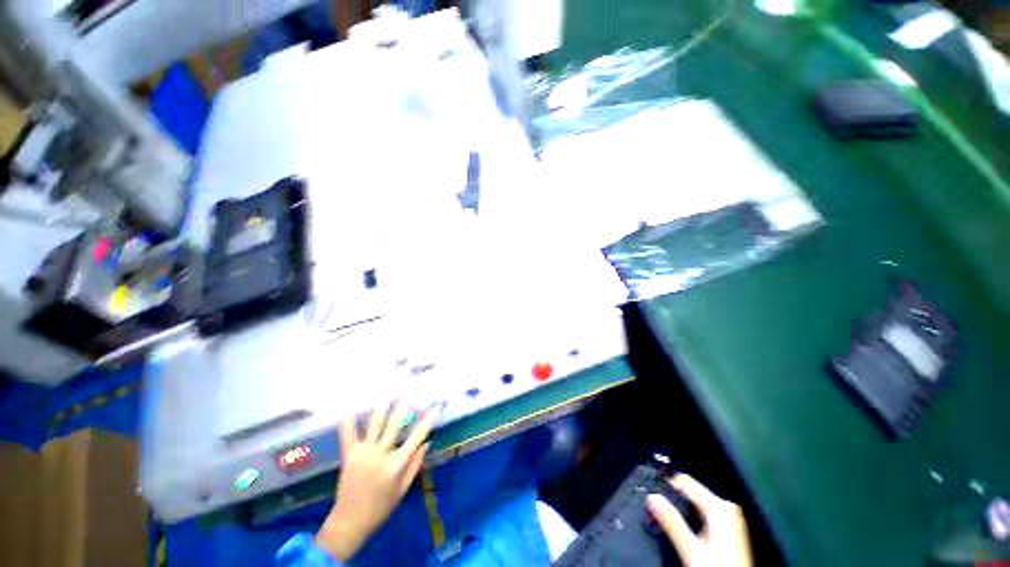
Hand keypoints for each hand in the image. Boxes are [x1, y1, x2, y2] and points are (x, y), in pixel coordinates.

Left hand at [315, 403, 441, 560]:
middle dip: (403, 407)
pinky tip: (350, 408)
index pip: (417, 437)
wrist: (349, 523)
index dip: (428, 420)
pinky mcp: (349, 456)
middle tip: (409, 392)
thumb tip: (427, 443)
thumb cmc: (381, 508)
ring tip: (387, 393)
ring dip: (381, 408)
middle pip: (394, 426)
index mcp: (397, 465)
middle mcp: (381, 455)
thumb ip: (415, 465)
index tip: (437, 406)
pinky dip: (349, 422)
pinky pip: (348, 436)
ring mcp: (363, 454)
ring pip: (374, 426)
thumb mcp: (402, 490)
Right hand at [646, 474, 752, 566]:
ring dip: (682, 505)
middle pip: (693, 491)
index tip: (648, 484)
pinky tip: (682, 522)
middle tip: (654, 501)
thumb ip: (672, 522)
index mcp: (719, 506)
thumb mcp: (691, 549)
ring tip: (663, 510)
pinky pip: (706, 510)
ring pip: (699, 501)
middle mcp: (727, 506)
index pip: (686, 482)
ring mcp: (731, 517)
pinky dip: (692, 513)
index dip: (667, 481)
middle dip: (674, 495)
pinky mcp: (731, 527)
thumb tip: (651, 496)